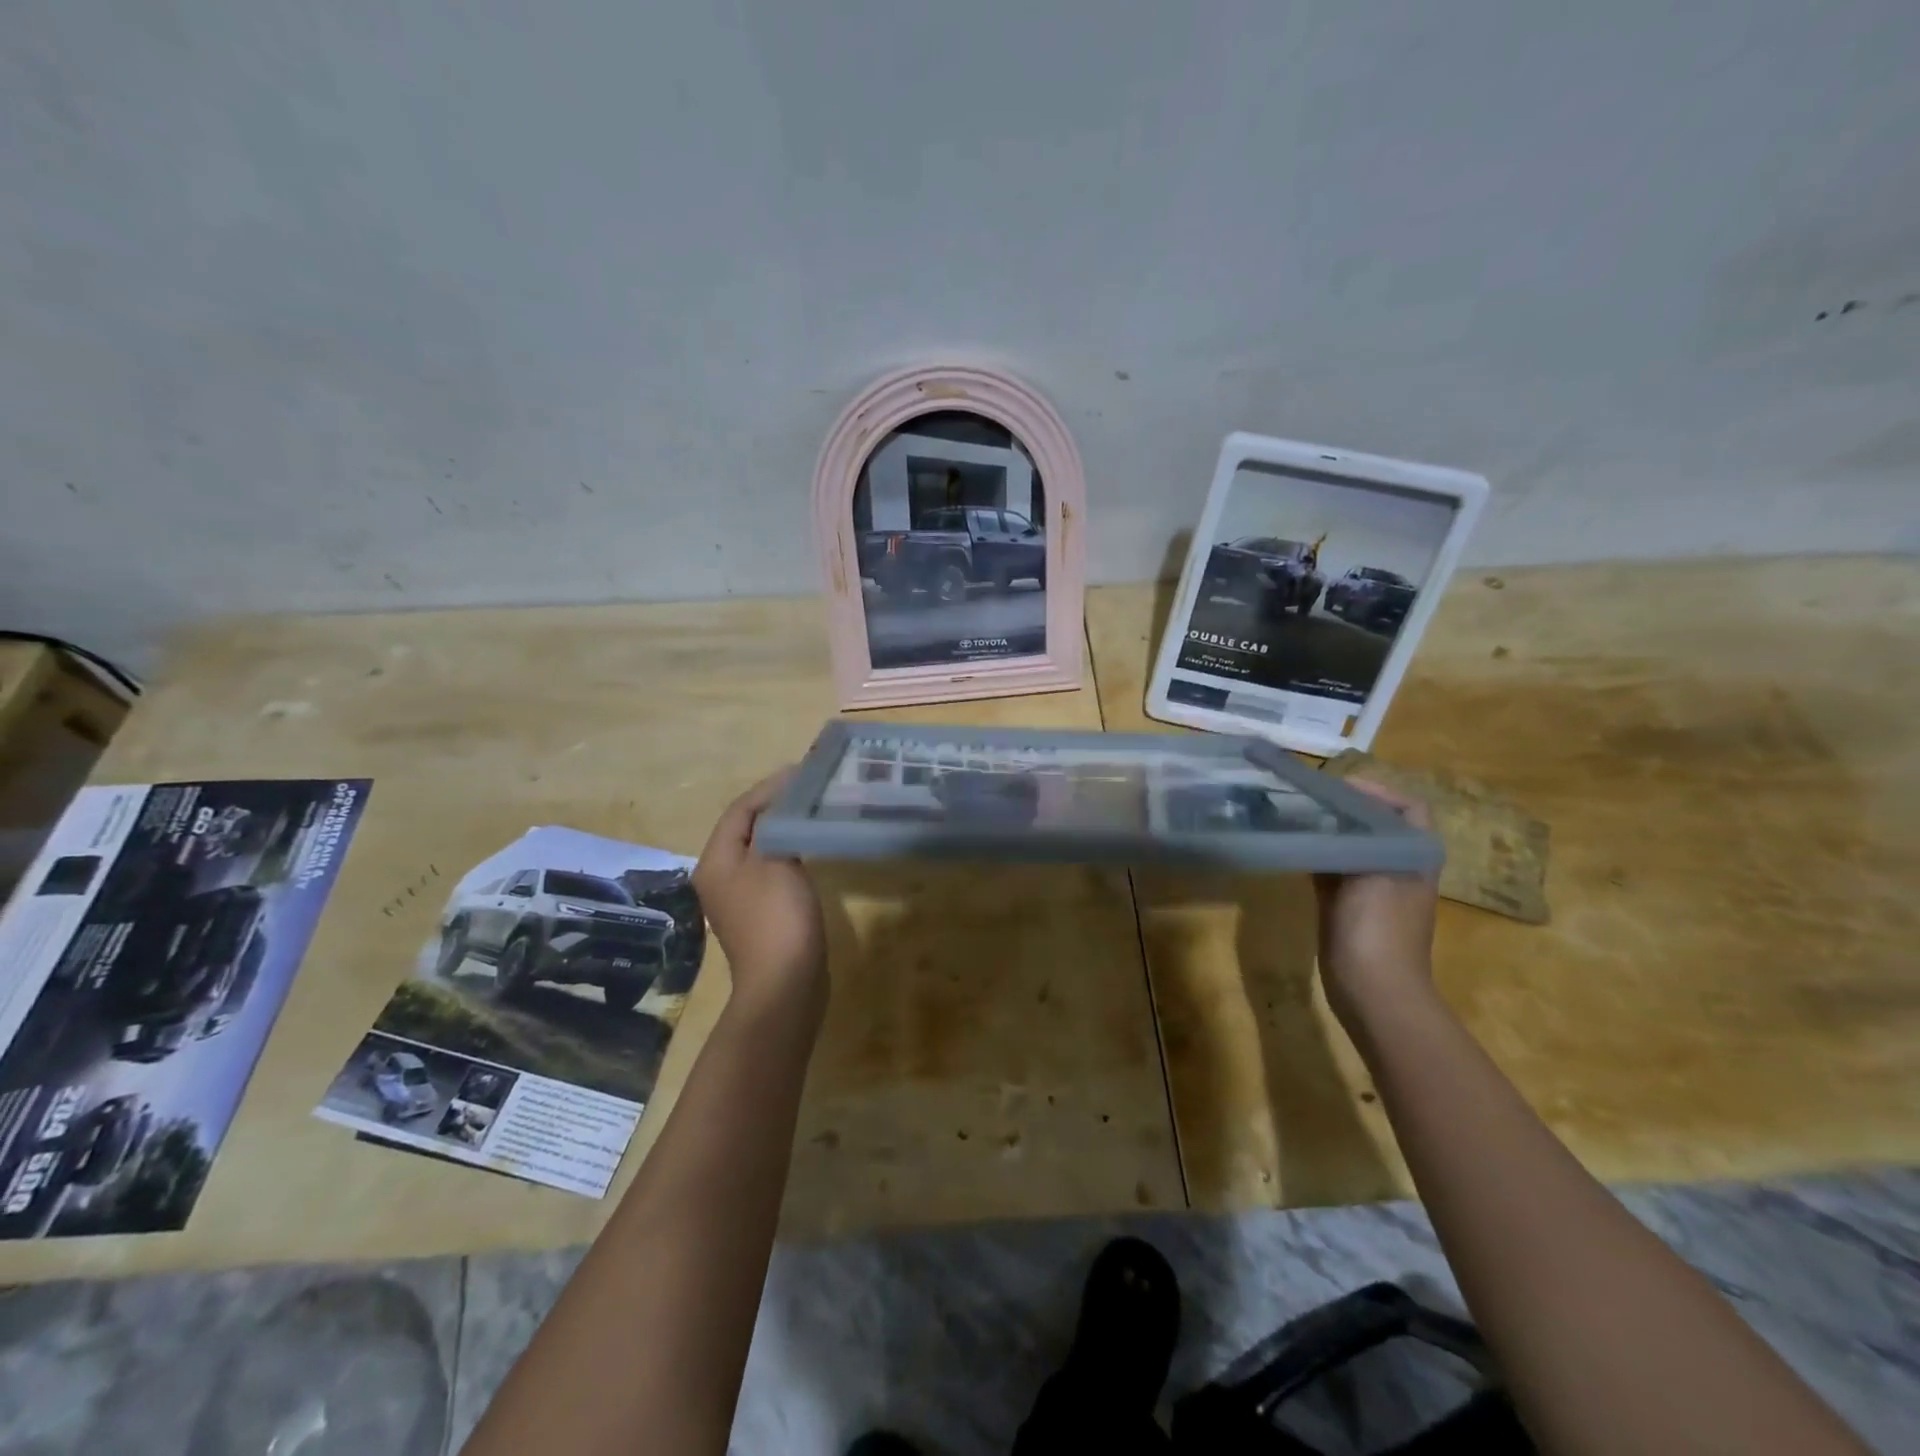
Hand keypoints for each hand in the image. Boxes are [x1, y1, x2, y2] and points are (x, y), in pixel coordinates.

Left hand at [693, 769, 827, 1014]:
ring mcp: (739, 898)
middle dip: (776, 805)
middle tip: (811, 789)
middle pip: (746, 827)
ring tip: (813, 811)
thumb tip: (783, 801)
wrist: (784, 984)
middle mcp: (719, 876)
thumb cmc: (777, 916)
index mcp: (716, 861)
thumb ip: (776, 825)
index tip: (803, 772)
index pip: (740, 809)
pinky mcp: (759, 914)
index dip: (770, 788)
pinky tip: (810, 849)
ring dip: (783, 828)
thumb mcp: (775, 861)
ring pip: (759, 849)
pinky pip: (770, 870)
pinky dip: (788, 852)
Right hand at [1313, 779, 1439, 1028]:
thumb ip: (1350, 841)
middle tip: (1307, 798)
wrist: (1375, 992)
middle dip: (1343, 808)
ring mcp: (1371, 888)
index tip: (1338, 787)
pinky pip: (1331, 869)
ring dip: (1326, 831)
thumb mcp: (1370, 875)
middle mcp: (1396, 866)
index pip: (1407, 808)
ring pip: (1349, 845)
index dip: (1378, 791)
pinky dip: (1315, 855)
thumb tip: (1322, 815)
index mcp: (1414, 857)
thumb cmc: (1379, 931)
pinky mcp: (1346, 905)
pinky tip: (1291, 847)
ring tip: (1294, 816)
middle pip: (1373, 824)